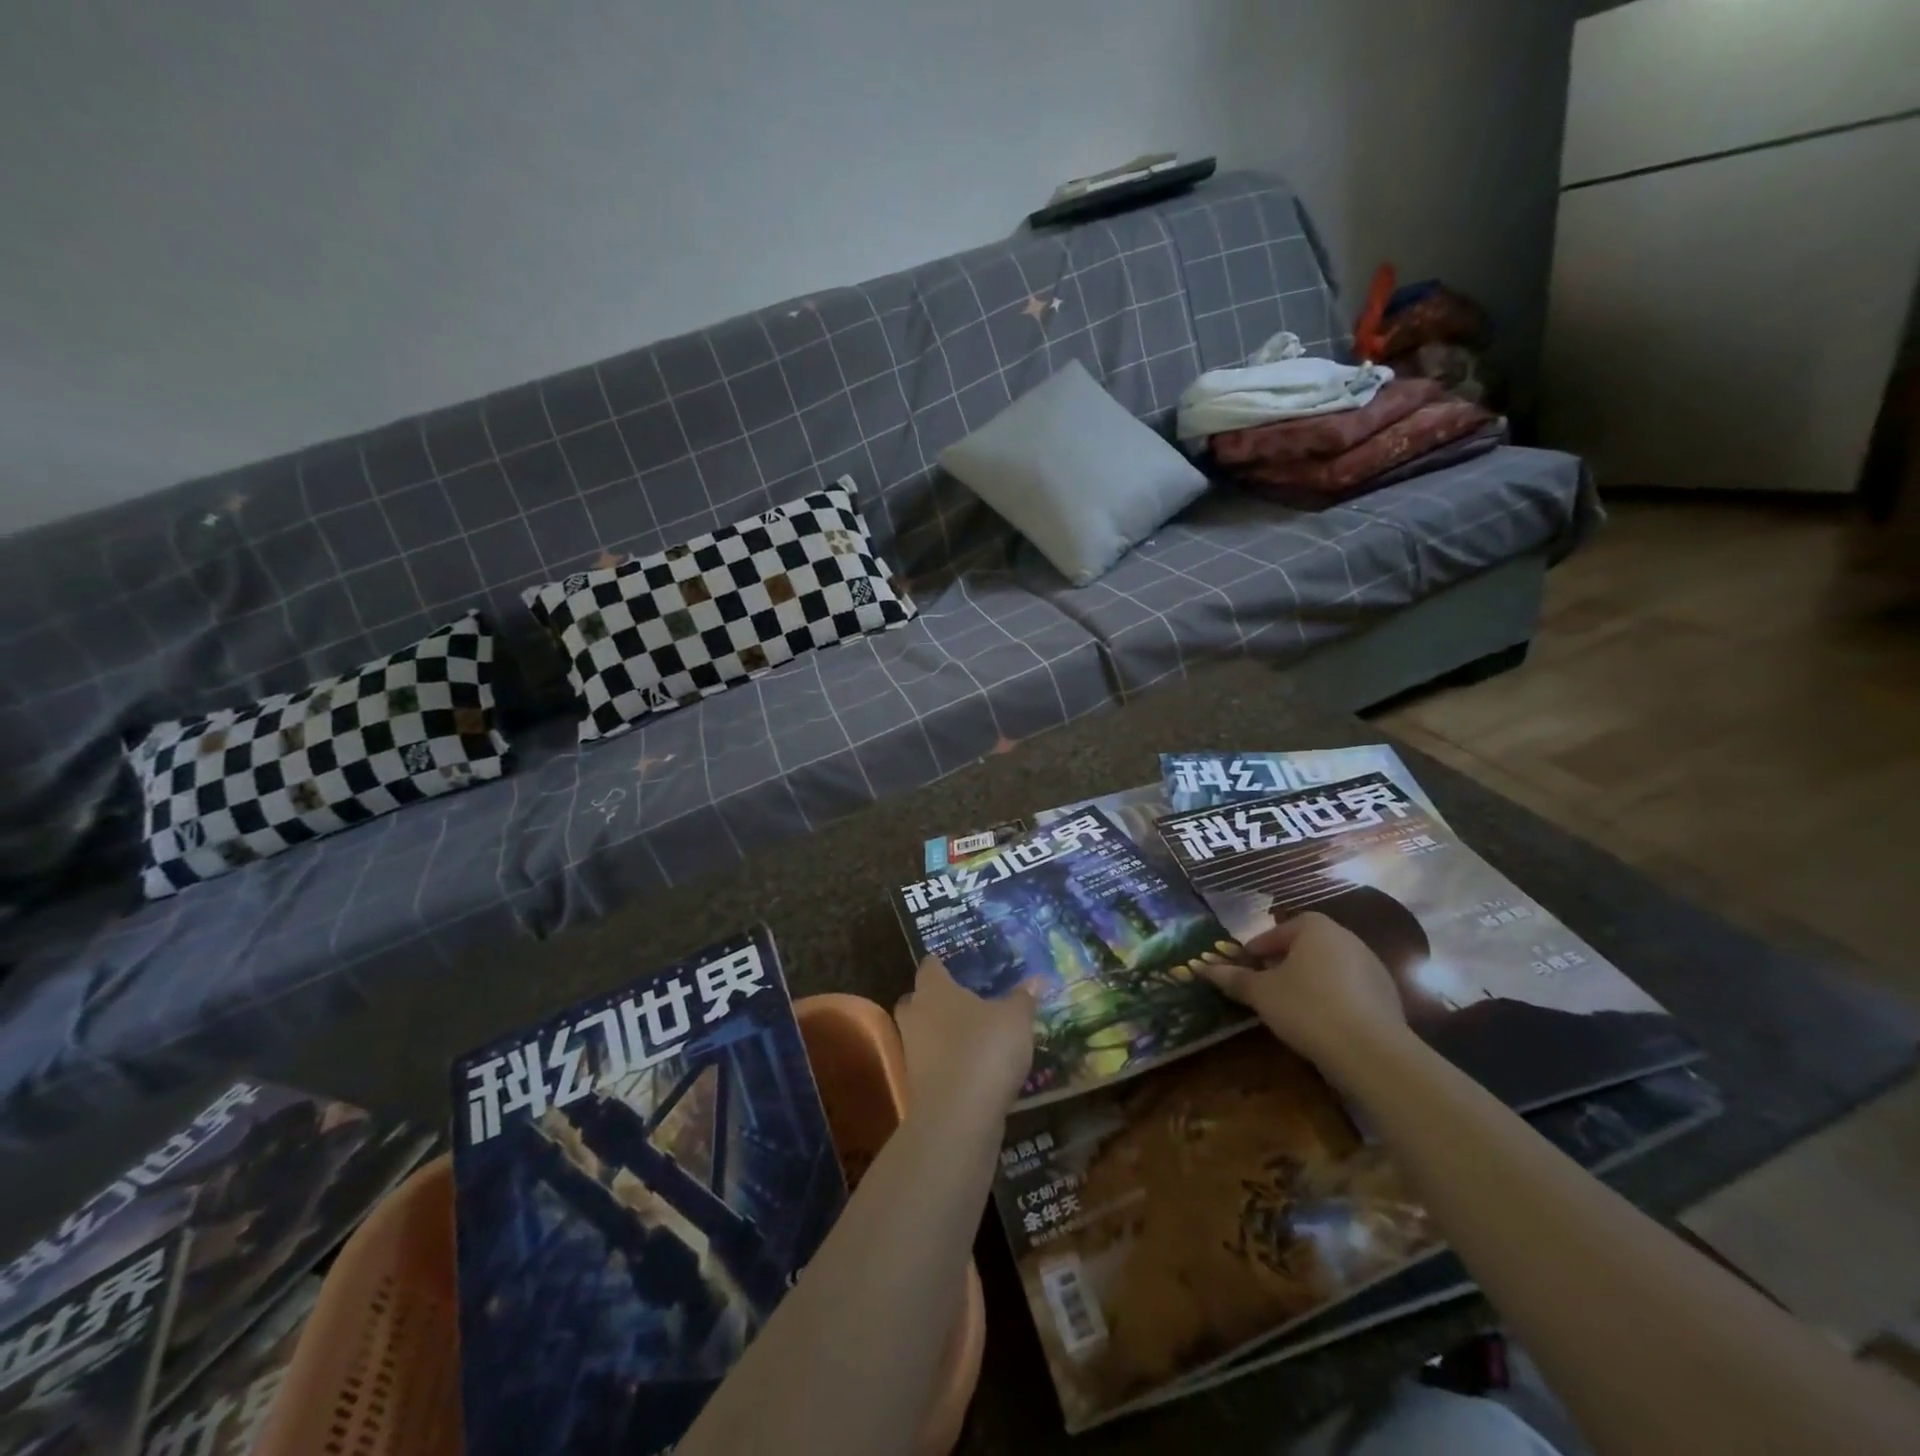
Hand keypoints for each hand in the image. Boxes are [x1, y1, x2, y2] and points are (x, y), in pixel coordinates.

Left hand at [894, 957, 1036, 1126]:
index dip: (940, 965)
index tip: (953, 966)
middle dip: (933, 1000)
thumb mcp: (1016, 1019)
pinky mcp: (917, 1085)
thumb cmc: (985, 1049)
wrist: (958, 1116)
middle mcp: (915, 1015)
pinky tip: (971, 1068)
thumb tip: (1036, 980)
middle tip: (961, 1002)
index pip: (930, 966)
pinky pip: (930, 1063)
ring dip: (939, 1034)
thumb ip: (1023, 998)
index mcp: (934, 990)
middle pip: (916, 999)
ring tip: (970, 1036)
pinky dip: (946, 1063)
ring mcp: (912, 1052)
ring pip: (921, 1033)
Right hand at [1199, 912, 1408, 1071]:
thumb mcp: (1261, 993)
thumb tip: (1203, 968)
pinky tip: (1320, 1022)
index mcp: (1317, 928)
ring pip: (1329, 968)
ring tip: (1290, 1005)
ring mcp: (1373, 968)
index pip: (1280, 929)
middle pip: (1307, 946)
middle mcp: (1348, 939)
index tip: (1246, 965)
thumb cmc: (1306, 1007)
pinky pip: (1350, 990)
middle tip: (1265, 983)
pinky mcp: (1388, 998)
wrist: (1370, 1051)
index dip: (1259, 947)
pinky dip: (1332, 999)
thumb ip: (1234, 978)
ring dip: (1309, 980)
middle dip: (1284, 962)